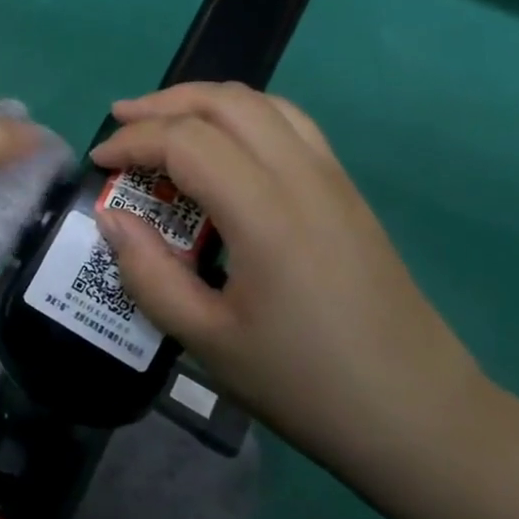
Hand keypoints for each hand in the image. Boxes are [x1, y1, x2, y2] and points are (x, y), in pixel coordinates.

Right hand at [90, 83, 485, 460]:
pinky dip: (242, 116)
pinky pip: (290, 125)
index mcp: (266, 214)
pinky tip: (222, 148)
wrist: (419, 417)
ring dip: (205, 101)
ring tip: (165, 122)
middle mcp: (303, 178)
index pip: (187, 142)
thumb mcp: (206, 340)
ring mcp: (333, 180)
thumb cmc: (305, 384)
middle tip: (122, 121)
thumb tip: (112, 219)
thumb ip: (149, 274)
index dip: (134, 142)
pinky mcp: (348, 193)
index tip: (99, 162)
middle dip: (165, 103)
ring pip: (264, 103)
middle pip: (227, 102)